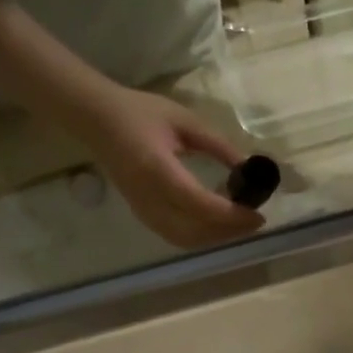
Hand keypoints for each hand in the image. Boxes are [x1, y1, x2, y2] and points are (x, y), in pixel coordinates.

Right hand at [72, 86, 262, 248]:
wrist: (95, 119)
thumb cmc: (139, 112)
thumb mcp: (184, 120)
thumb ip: (218, 145)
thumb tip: (248, 167)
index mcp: (157, 170)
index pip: (199, 204)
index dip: (231, 215)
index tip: (257, 214)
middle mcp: (149, 198)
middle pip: (195, 231)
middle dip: (229, 231)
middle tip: (255, 221)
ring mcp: (143, 211)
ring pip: (186, 240)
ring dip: (216, 238)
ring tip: (240, 224)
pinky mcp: (142, 216)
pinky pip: (176, 237)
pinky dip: (201, 237)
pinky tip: (217, 224)